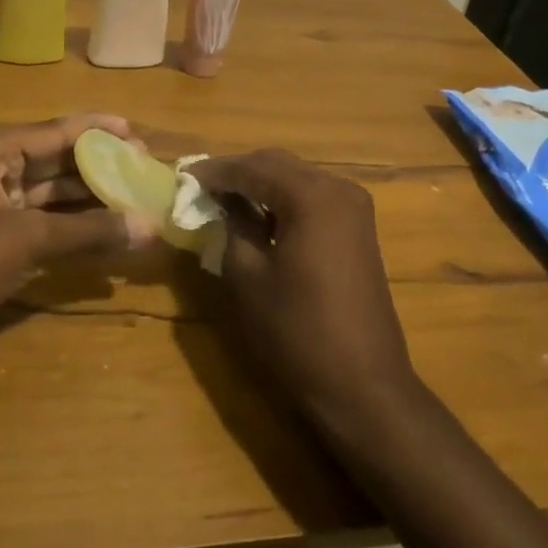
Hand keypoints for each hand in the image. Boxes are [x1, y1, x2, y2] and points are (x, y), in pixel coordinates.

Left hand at [0, 113, 149, 374]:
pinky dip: (70, 225)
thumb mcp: (24, 242)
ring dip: (88, 198)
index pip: (56, 130)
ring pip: (49, 192)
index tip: (139, 135)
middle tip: (145, 170)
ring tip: (135, 199)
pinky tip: (105, 231)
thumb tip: (149, 225)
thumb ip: (88, 231)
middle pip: (55, 159)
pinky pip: (39, 220)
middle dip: (98, 166)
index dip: (99, 131)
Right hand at [192, 149, 417, 427]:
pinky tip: (259, 215)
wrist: (362, 382)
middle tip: (202, 186)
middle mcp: (338, 188)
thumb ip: (234, 224)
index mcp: (311, 195)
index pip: (253, 167)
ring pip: (297, 178)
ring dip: (261, 183)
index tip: (184, 176)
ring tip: (224, 198)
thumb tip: (223, 199)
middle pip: (278, 164)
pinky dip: (283, 199)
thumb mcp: (249, 276)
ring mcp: (354, 207)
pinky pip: (313, 197)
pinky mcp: (358, 228)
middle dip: (239, 171)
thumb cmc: (297, 330)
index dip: (216, 171)